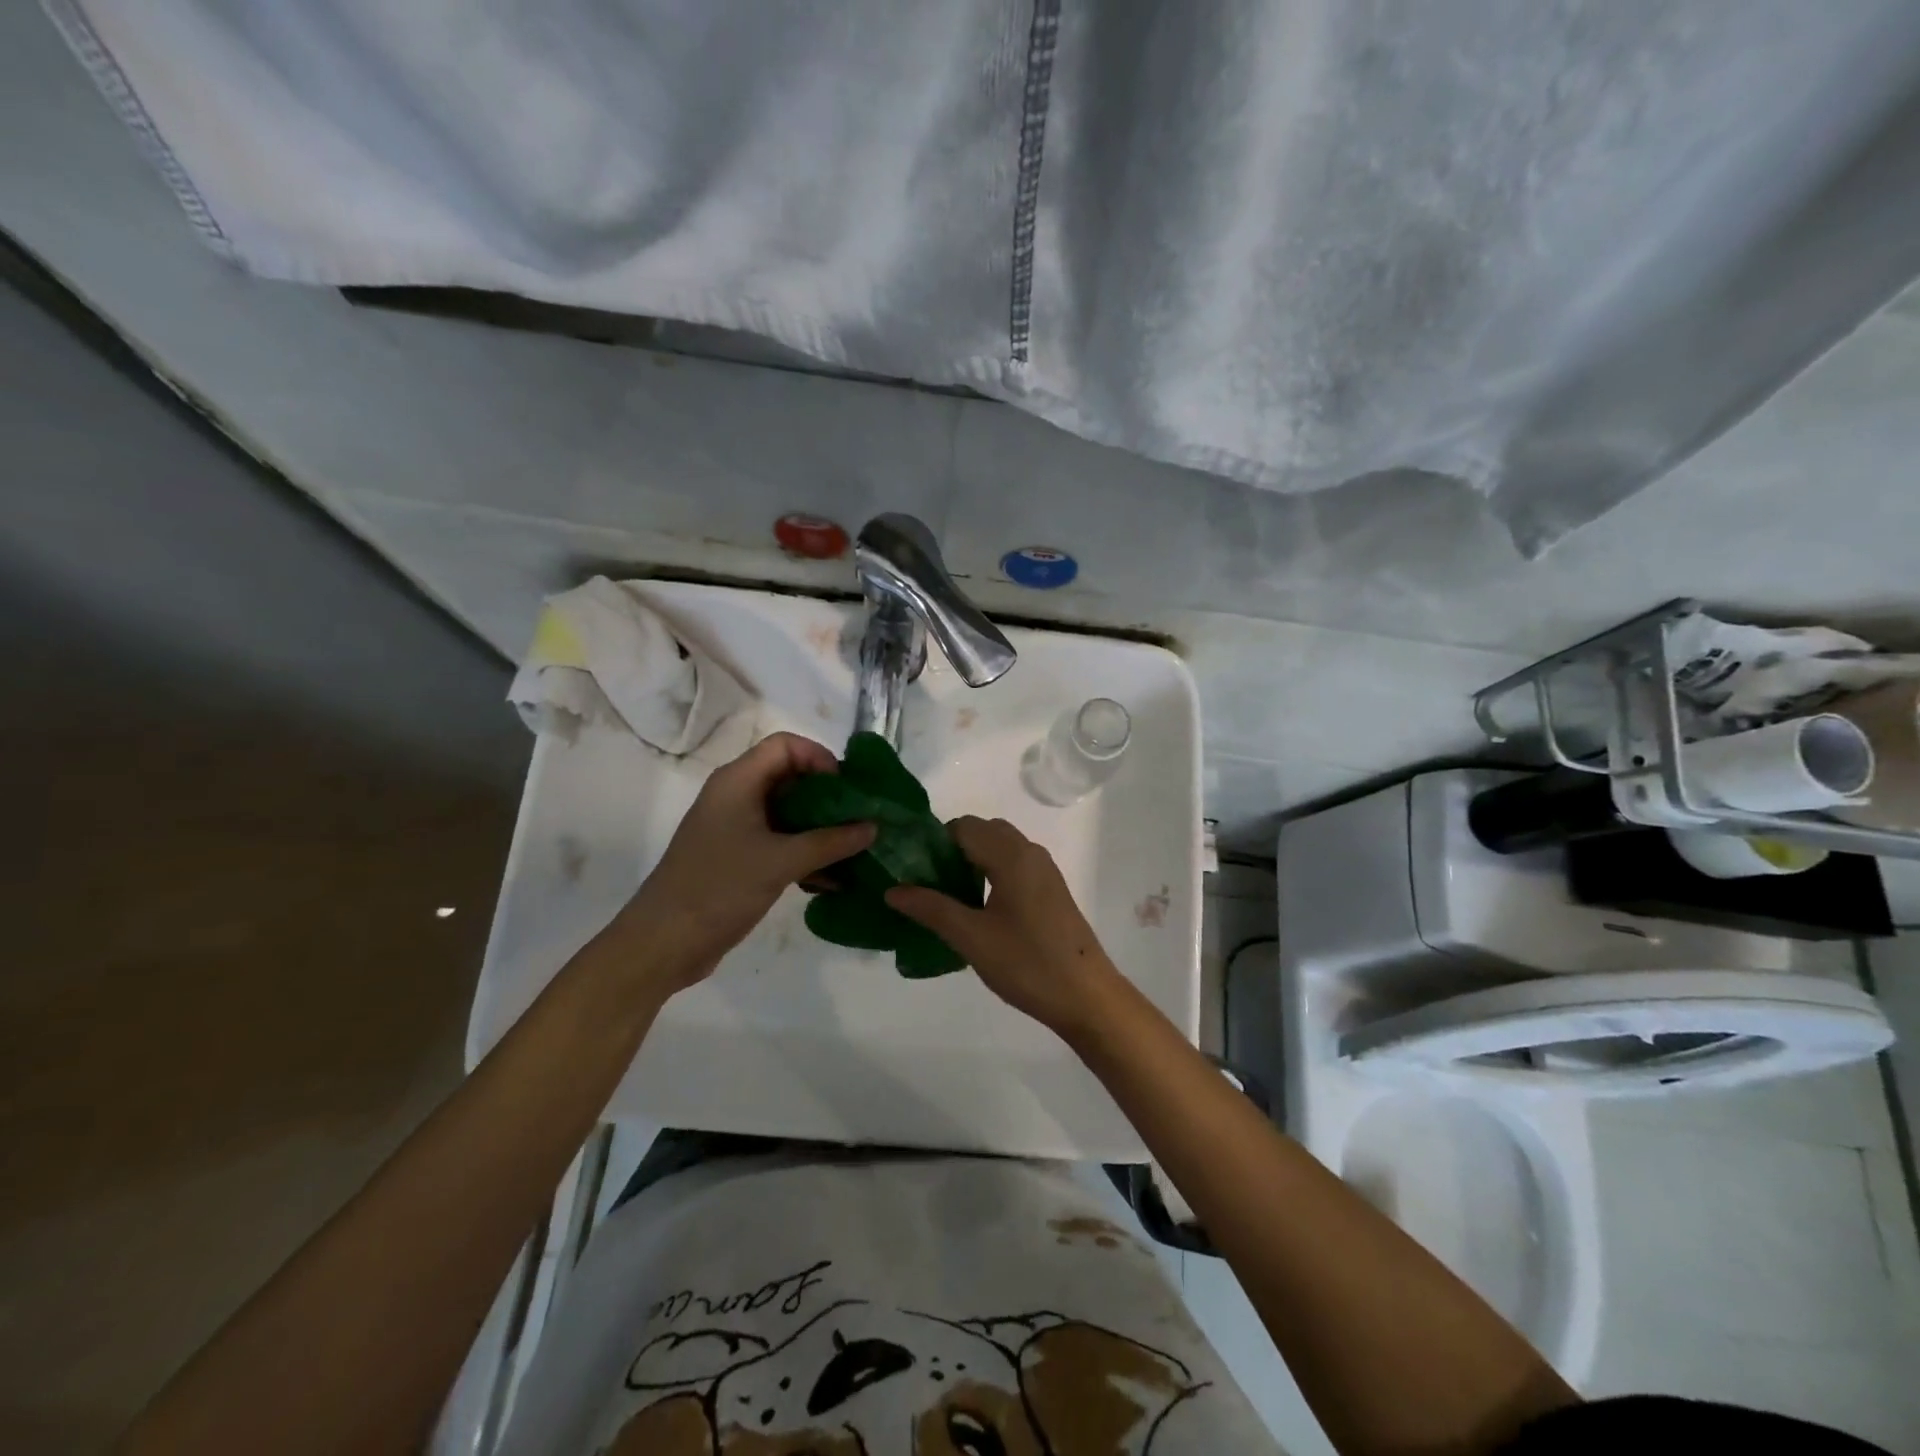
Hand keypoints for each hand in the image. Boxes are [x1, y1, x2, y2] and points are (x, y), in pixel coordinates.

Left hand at [618, 733, 874, 992]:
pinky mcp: (739, 857)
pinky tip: (833, 878)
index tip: (847, 790)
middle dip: (828, 797)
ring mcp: (736, 828)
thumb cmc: (719, 889)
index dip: (820, 758)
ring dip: (821, 828)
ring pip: (788, 813)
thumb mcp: (781, 862)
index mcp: (738, 781)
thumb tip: (873, 827)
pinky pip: (780, 842)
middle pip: (791, 777)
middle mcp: (737, 796)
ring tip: (855, 849)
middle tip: (860, 820)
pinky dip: (806, 852)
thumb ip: (830, 842)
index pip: (786, 746)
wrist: (663, 943)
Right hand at [887, 817, 1121, 1035]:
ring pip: (999, 849)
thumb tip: (892, 890)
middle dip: (951, 851)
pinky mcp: (1051, 890)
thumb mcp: (971, 938)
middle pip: (982, 832)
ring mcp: (1044, 871)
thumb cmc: (1027, 963)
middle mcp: (1030, 852)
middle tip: (927, 885)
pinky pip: (1014, 865)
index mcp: (1011, 855)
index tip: (911, 870)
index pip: (963, 827)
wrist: (1087, 996)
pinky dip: (990, 873)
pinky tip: (978, 910)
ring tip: (947, 899)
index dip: (934, 842)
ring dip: (971, 862)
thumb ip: (931, 908)